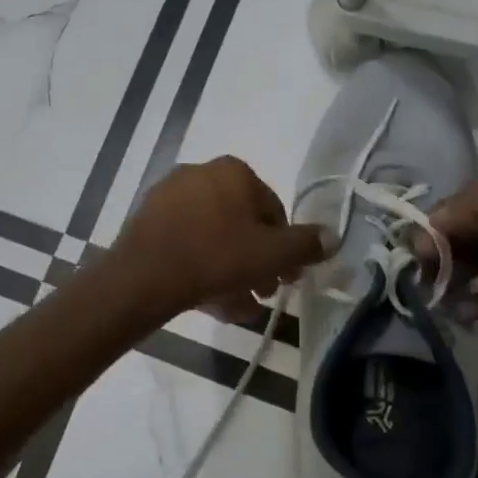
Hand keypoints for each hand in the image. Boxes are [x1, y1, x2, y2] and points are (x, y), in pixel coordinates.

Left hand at [114, 157, 327, 322]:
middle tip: (261, 293)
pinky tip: (207, 299)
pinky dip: (201, 265)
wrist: (144, 276)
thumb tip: (332, 236)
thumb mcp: (272, 255)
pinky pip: (186, 242)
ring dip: (230, 270)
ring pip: (213, 236)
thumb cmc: (217, 258)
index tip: (285, 279)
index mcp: (234, 171)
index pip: (273, 211)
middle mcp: (201, 173)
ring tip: (235, 305)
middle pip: (241, 224)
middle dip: (256, 262)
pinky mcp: (148, 219)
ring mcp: (169, 195)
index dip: (284, 249)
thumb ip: (306, 245)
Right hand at [423, 178, 477, 408]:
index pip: (466, 200)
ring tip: (434, 298)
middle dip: (441, 248)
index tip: (417, 252)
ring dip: (453, 275)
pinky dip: (474, 301)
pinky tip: (460, 315)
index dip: (438, 221)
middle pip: (470, 229)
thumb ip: (474, 205)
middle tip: (420, 277)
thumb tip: (433, 227)